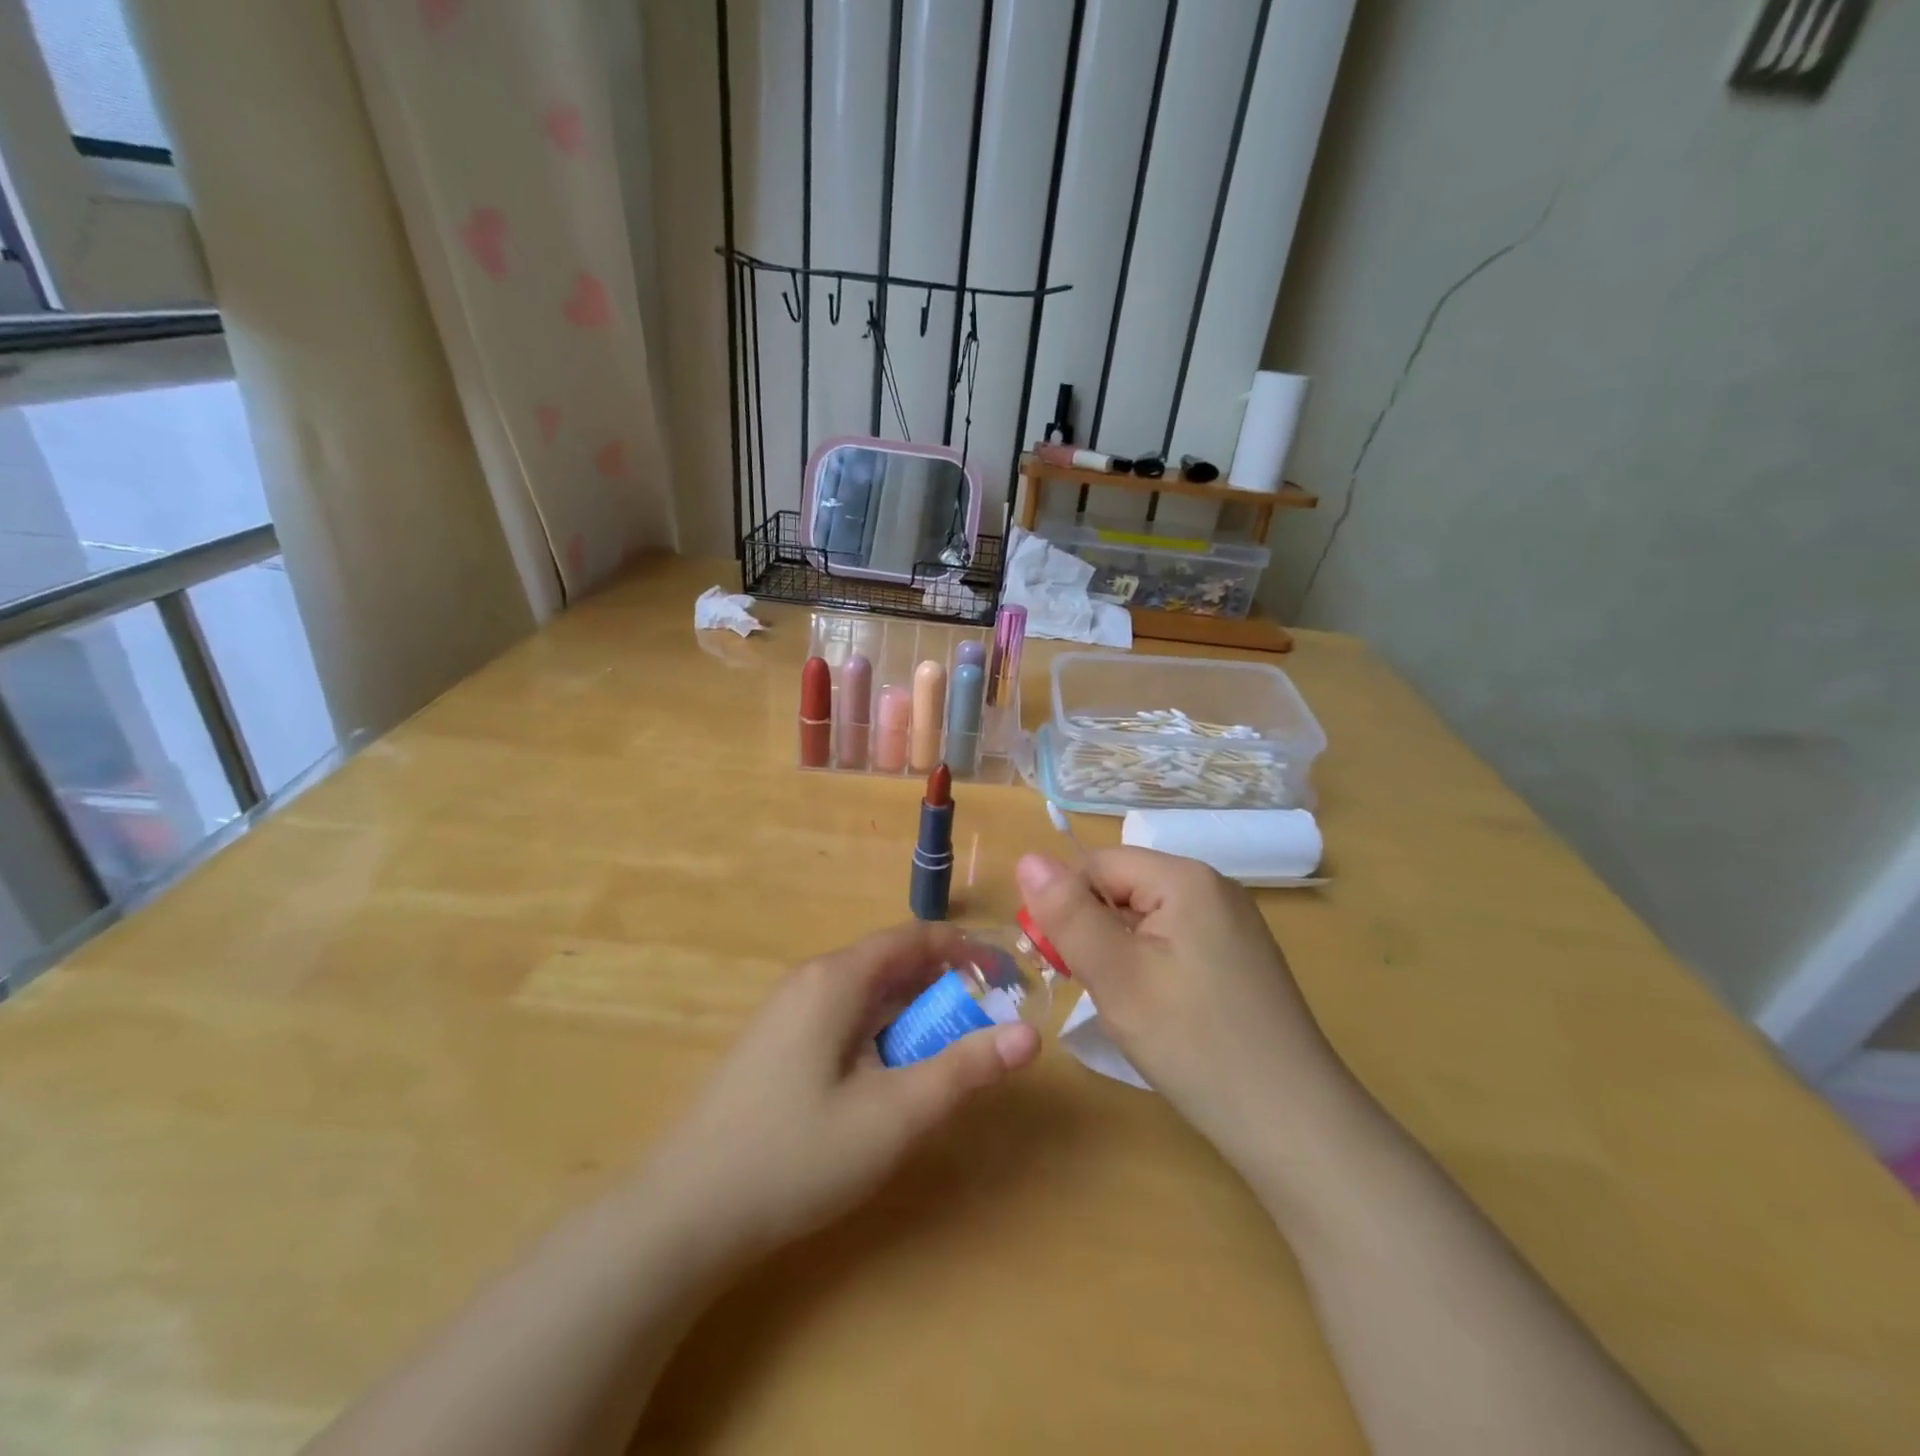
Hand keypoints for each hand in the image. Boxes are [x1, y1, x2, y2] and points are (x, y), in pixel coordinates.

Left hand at [644, 921, 1039, 1267]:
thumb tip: (1030, 1036)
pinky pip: (841, 1017)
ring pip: (865, 993)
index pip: (913, 937)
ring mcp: (785, 1013)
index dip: (965, 949)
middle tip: (983, 1024)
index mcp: (836, 979)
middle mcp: (809, 981)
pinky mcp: (774, 1045)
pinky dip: (879, 1031)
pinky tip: (886, 1077)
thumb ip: (964, 1070)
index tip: (1006, 977)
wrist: (683, 1214)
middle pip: (889, 962)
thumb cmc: (796, 1155)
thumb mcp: (894, 1115)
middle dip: (942, 985)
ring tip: (944, 1053)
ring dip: (911, 1012)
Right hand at [1016, 849, 1348, 1165]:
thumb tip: (1027, 857)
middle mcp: (1213, 887)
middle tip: (1093, 990)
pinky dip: (1150, 967)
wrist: (1295, 1126)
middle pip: (1123, 888)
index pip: (1098, 865)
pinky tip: (1157, 1010)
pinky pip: (1174, 941)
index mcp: (1186, 877)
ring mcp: (1232, 923)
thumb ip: (1068, 915)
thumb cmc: (1196, 1045)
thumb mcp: (1117, 977)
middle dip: (1094, 931)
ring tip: (1125, 1005)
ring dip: (1119, 952)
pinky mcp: (1239, 957)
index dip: (1066, 906)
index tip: (1056, 961)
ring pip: (1146, 918)